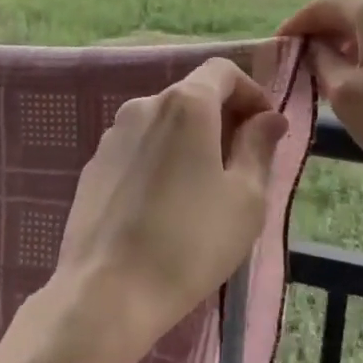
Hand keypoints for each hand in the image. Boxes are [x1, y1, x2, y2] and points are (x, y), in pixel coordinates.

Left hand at [49, 57, 288, 362]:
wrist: (107, 291)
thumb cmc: (190, 242)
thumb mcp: (245, 198)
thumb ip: (259, 147)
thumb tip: (269, 118)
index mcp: (185, 104)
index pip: (222, 71)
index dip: (251, 92)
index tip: (265, 129)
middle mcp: (143, 106)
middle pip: (191, 95)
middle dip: (222, 119)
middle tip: (242, 165)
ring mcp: (112, 135)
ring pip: (163, 123)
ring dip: (190, 140)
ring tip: (203, 190)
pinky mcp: (93, 165)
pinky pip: (138, 148)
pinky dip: (159, 160)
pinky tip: (164, 206)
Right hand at [279, 0, 362, 215]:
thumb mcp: (345, 96)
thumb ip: (320, 61)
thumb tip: (314, 46)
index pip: (324, 6)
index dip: (297, 25)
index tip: (279, 47)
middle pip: (356, 12)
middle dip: (328, 35)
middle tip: (308, 65)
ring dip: (358, 45)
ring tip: (344, 76)